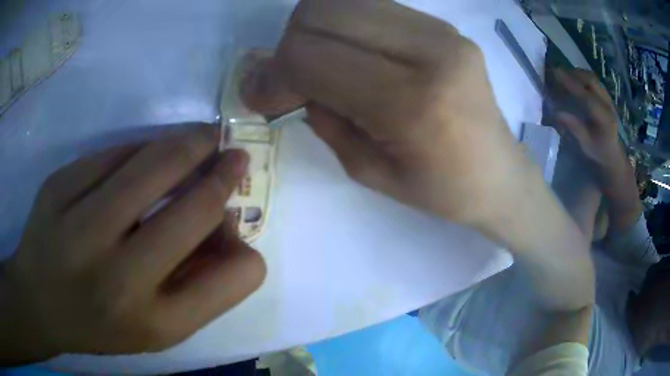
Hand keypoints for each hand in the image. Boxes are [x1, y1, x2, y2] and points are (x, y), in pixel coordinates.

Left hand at [1, 127, 265, 362]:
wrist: (38, 300)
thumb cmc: (100, 323)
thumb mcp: (156, 327)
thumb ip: (200, 286)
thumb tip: (227, 226)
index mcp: (153, 321)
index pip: (232, 279)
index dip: (245, 248)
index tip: (237, 219)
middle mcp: (118, 279)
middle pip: (195, 210)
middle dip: (224, 174)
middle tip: (234, 154)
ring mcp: (79, 226)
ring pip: (152, 164)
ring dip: (188, 144)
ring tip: (202, 138)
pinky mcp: (57, 185)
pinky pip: (113, 152)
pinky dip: (140, 148)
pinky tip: (145, 154)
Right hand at [243, 0, 594, 310]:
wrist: (499, 174)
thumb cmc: (441, 190)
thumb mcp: (368, 172)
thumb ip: (321, 117)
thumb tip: (280, 80)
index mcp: (410, 102)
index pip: (309, 55)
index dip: (271, 73)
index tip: (261, 96)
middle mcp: (429, 51)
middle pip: (319, 13)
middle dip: (288, 46)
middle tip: (292, 79)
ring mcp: (441, 31)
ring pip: (343, 1)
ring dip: (315, 31)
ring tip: (321, 65)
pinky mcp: (444, 26)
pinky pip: (372, 7)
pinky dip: (345, 25)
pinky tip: (353, 53)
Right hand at [549, 68, 640, 231]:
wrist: (613, 157)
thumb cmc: (598, 154)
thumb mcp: (585, 145)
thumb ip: (574, 128)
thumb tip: (556, 113)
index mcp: (603, 118)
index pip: (585, 95)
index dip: (570, 83)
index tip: (555, 72)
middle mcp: (607, 105)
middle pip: (591, 80)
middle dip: (574, 73)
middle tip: (558, 72)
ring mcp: (609, 100)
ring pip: (594, 79)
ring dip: (579, 73)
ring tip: (566, 74)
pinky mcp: (608, 99)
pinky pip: (596, 82)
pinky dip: (585, 77)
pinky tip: (577, 80)